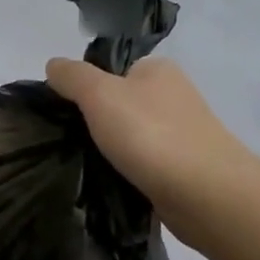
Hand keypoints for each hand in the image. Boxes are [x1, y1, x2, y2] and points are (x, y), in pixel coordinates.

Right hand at [45, 56, 258, 230]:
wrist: (206, 194)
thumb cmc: (150, 134)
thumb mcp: (99, 94)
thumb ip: (73, 76)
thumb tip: (53, 65)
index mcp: (158, 70)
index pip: (112, 71)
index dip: (85, 88)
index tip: (65, 112)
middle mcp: (174, 96)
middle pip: (120, 104)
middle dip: (96, 122)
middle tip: (70, 140)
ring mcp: (182, 134)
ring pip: (131, 136)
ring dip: (110, 149)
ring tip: (85, 164)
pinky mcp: (183, 169)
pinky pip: (143, 164)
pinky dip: (126, 172)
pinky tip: (110, 182)